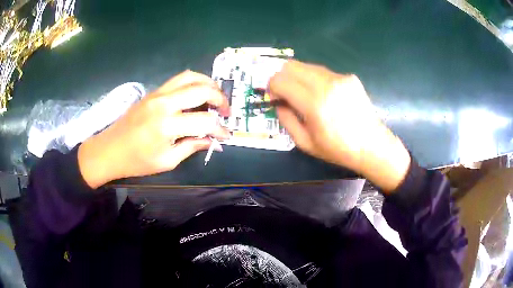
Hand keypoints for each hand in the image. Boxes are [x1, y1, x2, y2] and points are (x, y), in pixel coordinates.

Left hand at [78, 71, 229, 188]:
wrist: (109, 150)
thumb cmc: (137, 161)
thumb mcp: (167, 161)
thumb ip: (192, 147)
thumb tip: (213, 141)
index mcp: (167, 125)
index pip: (205, 121)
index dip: (220, 129)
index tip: (226, 135)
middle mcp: (164, 103)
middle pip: (201, 90)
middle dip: (220, 99)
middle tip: (227, 111)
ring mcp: (157, 93)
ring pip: (190, 76)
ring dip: (208, 83)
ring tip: (216, 96)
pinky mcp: (153, 92)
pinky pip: (178, 79)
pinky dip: (193, 82)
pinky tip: (197, 93)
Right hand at [269, 60, 410, 191]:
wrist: (372, 145)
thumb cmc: (338, 149)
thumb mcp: (305, 143)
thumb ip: (286, 120)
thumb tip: (278, 102)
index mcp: (314, 104)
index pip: (280, 80)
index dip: (271, 87)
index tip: (273, 96)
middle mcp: (326, 84)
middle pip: (291, 65)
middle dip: (281, 77)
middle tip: (284, 92)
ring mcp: (340, 78)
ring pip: (307, 66)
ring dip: (298, 77)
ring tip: (304, 94)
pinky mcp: (349, 77)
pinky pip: (323, 72)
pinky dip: (315, 79)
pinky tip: (323, 95)